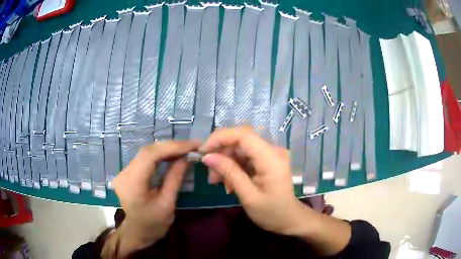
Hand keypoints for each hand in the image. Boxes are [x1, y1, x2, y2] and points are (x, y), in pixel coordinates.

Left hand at [113, 140, 199, 246]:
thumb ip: (175, 178)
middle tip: (192, 146)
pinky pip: (144, 158)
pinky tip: (172, 155)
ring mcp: (123, 171)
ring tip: (185, 149)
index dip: (172, 147)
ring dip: (166, 149)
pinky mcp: (127, 172)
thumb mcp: (168, 203)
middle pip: (148, 151)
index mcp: (132, 184)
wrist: (138, 232)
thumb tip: (187, 157)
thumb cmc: (154, 224)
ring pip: (146, 152)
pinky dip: (160, 154)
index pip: (150, 156)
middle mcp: (124, 174)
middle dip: (171, 146)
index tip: (192, 145)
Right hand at [199, 127, 309, 235]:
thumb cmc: (271, 213)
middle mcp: (272, 151)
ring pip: (240, 149)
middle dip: (221, 153)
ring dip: (225, 162)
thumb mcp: (248, 196)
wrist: (289, 219)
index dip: (221, 138)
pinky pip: (245, 157)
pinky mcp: (267, 161)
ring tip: (216, 181)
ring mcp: (270, 155)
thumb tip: (207, 157)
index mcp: (271, 158)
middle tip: (210, 173)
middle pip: (241, 140)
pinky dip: (234, 167)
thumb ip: (229, 173)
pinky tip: (228, 183)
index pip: (243, 135)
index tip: (203, 151)